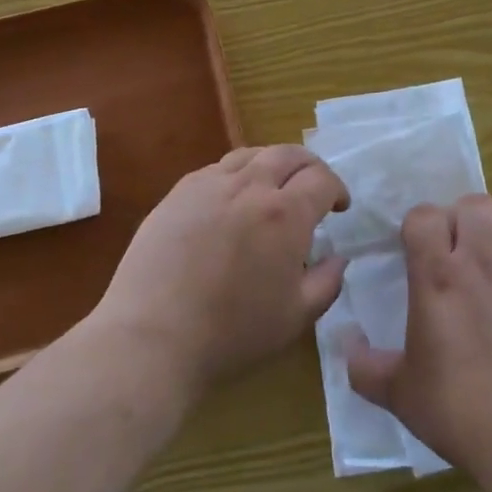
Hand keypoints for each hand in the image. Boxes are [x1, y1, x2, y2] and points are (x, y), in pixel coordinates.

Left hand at [92, 145, 349, 396]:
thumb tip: (337, 257)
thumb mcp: (296, 317)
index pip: (321, 179)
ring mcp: (208, 185)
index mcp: (285, 214)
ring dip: (272, 164)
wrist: (152, 337)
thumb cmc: (232, 333)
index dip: (337, 189)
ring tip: (273, 187)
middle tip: (313, 187)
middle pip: (288, 154)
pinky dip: (237, 174)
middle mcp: (249, 187)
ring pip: (250, 154)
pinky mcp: (177, 194)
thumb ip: (327, 282)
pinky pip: (216, 169)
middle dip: (309, 166)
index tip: (339, 207)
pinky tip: (231, 200)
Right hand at [346, 194, 491, 485]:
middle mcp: (482, 263)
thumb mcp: (400, 395)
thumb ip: (365, 366)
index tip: (417, 250)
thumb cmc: (463, 413)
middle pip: (473, 204)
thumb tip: (345, 342)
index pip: (425, 216)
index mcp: (438, 278)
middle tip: (456, 251)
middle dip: (460, 219)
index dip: (418, 225)